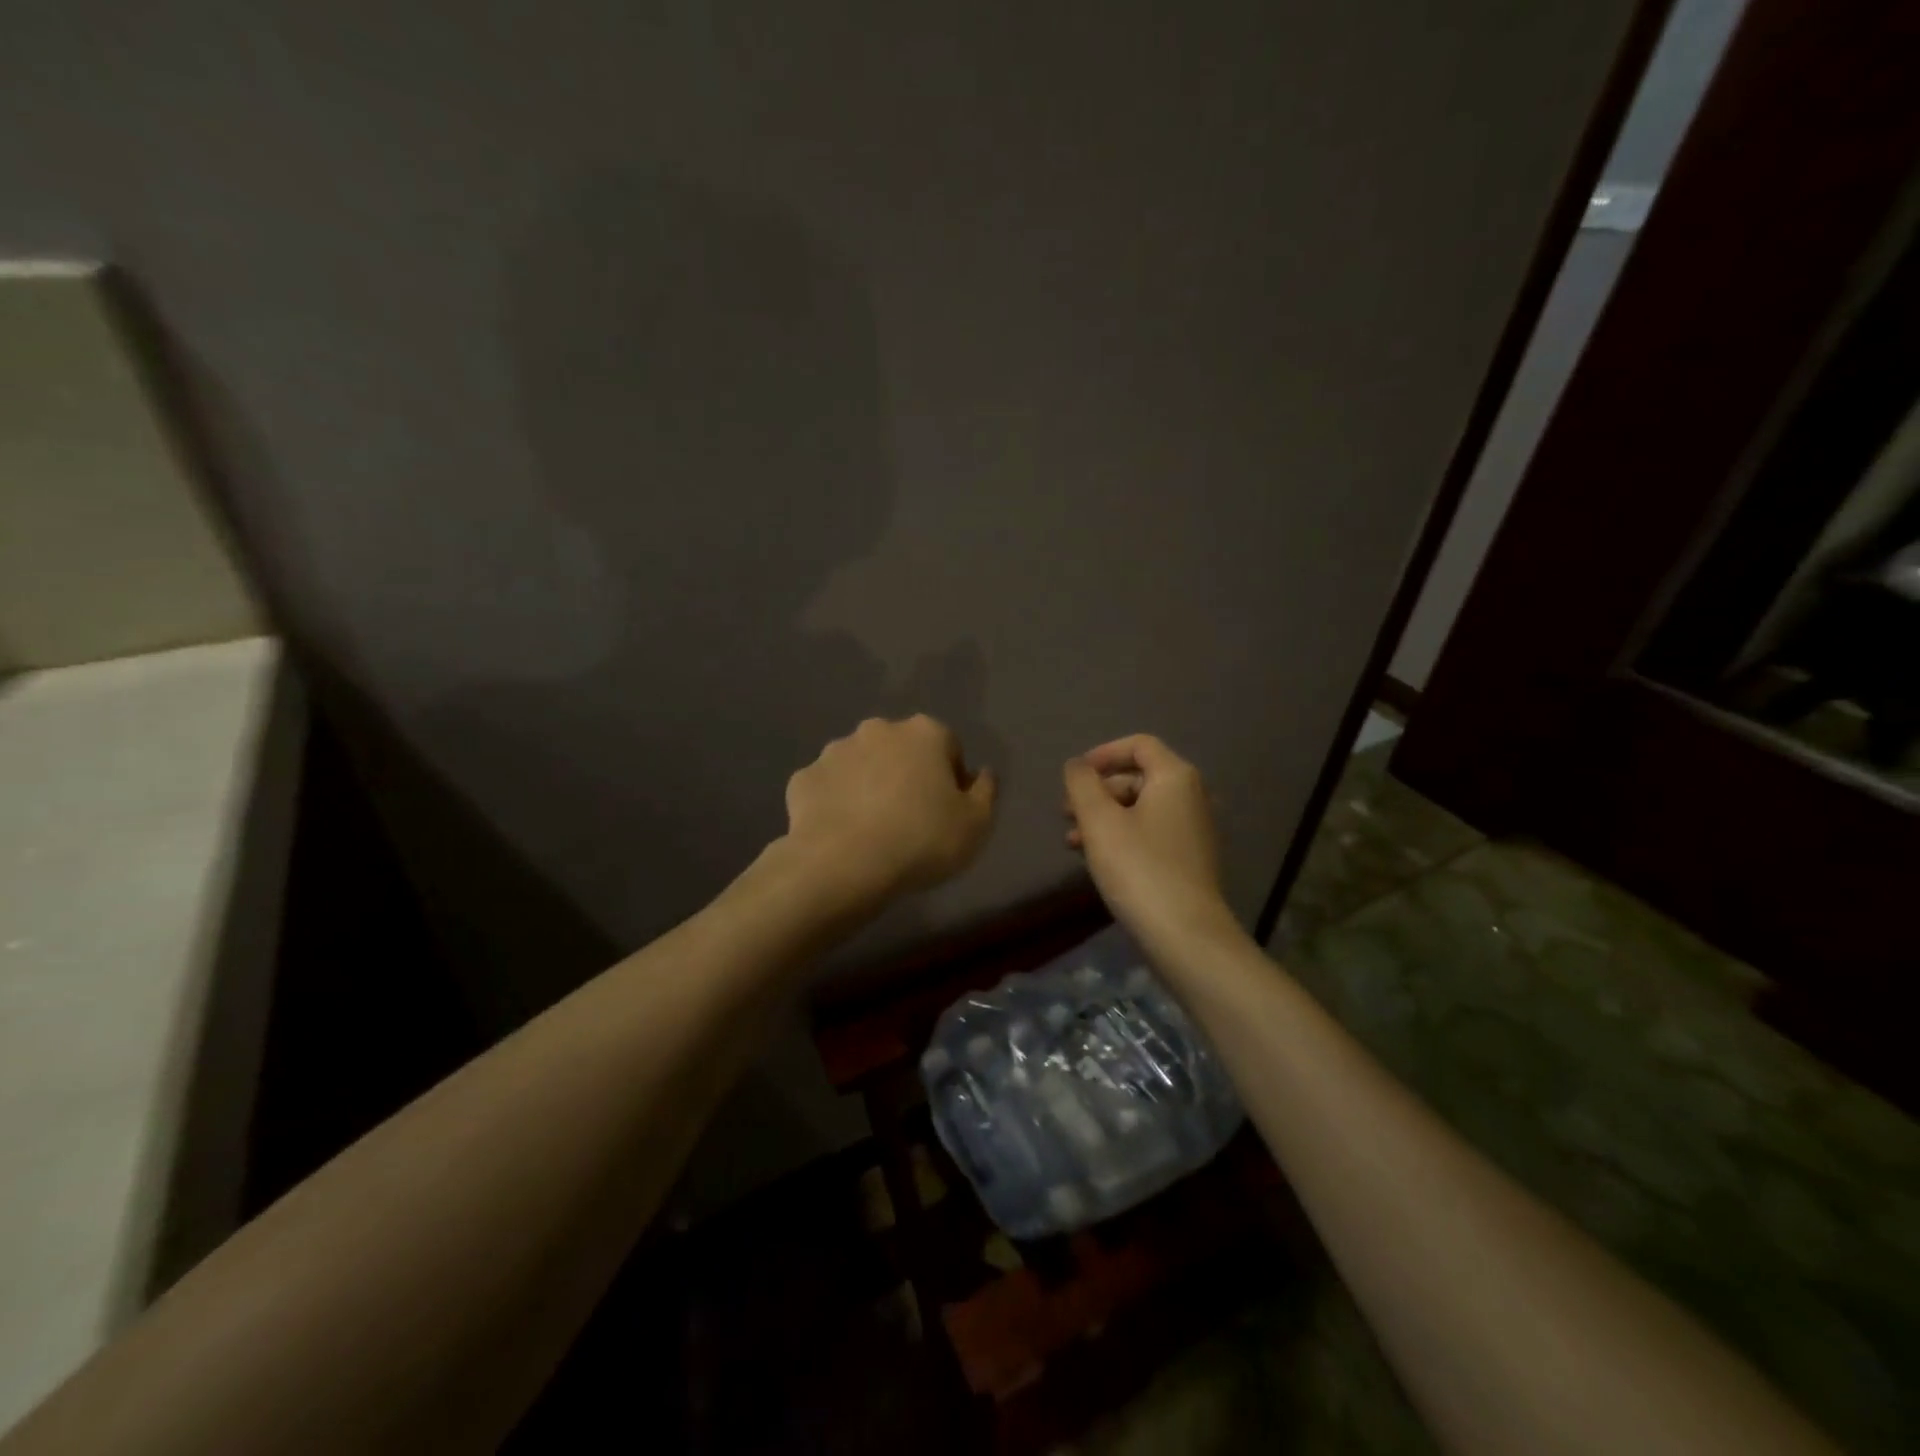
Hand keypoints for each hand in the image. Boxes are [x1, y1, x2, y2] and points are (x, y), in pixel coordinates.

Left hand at [783, 715, 996, 902]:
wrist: (843, 865)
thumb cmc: (922, 840)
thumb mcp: (976, 824)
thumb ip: (985, 793)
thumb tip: (983, 774)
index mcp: (924, 733)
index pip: (948, 746)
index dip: (952, 778)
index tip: (949, 810)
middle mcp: (877, 730)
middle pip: (901, 750)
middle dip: (907, 774)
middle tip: (911, 818)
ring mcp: (834, 751)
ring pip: (861, 765)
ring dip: (869, 785)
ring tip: (873, 829)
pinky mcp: (803, 778)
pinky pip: (828, 788)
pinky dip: (835, 804)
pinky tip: (842, 834)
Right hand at [1063, 734, 1235, 953]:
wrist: (1185, 935)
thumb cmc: (1139, 868)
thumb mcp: (1099, 821)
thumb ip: (1082, 784)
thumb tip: (1076, 765)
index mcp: (1175, 777)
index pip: (1139, 745)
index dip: (1103, 754)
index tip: (1074, 776)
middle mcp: (1192, 796)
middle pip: (1138, 777)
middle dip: (1098, 791)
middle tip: (1066, 813)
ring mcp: (1194, 830)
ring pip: (1141, 808)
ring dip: (1104, 817)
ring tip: (1072, 842)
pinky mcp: (1190, 859)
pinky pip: (1151, 833)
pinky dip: (1122, 836)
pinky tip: (1097, 859)